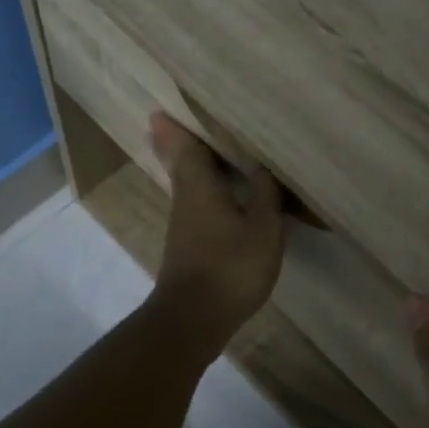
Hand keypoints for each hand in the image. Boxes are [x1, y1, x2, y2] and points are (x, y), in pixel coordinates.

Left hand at [147, 112, 286, 351]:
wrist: (194, 318)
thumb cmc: (231, 266)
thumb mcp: (263, 227)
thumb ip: (266, 194)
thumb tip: (262, 167)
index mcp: (199, 186)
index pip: (185, 147)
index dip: (176, 128)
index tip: (162, 110)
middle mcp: (185, 199)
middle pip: (178, 164)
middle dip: (174, 143)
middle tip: (166, 123)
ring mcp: (183, 225)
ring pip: (185, 185)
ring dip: (187, 165)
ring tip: (199, 150)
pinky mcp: (188, 246)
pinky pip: (194, 204)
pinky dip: (200, 191)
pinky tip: (216, 196)